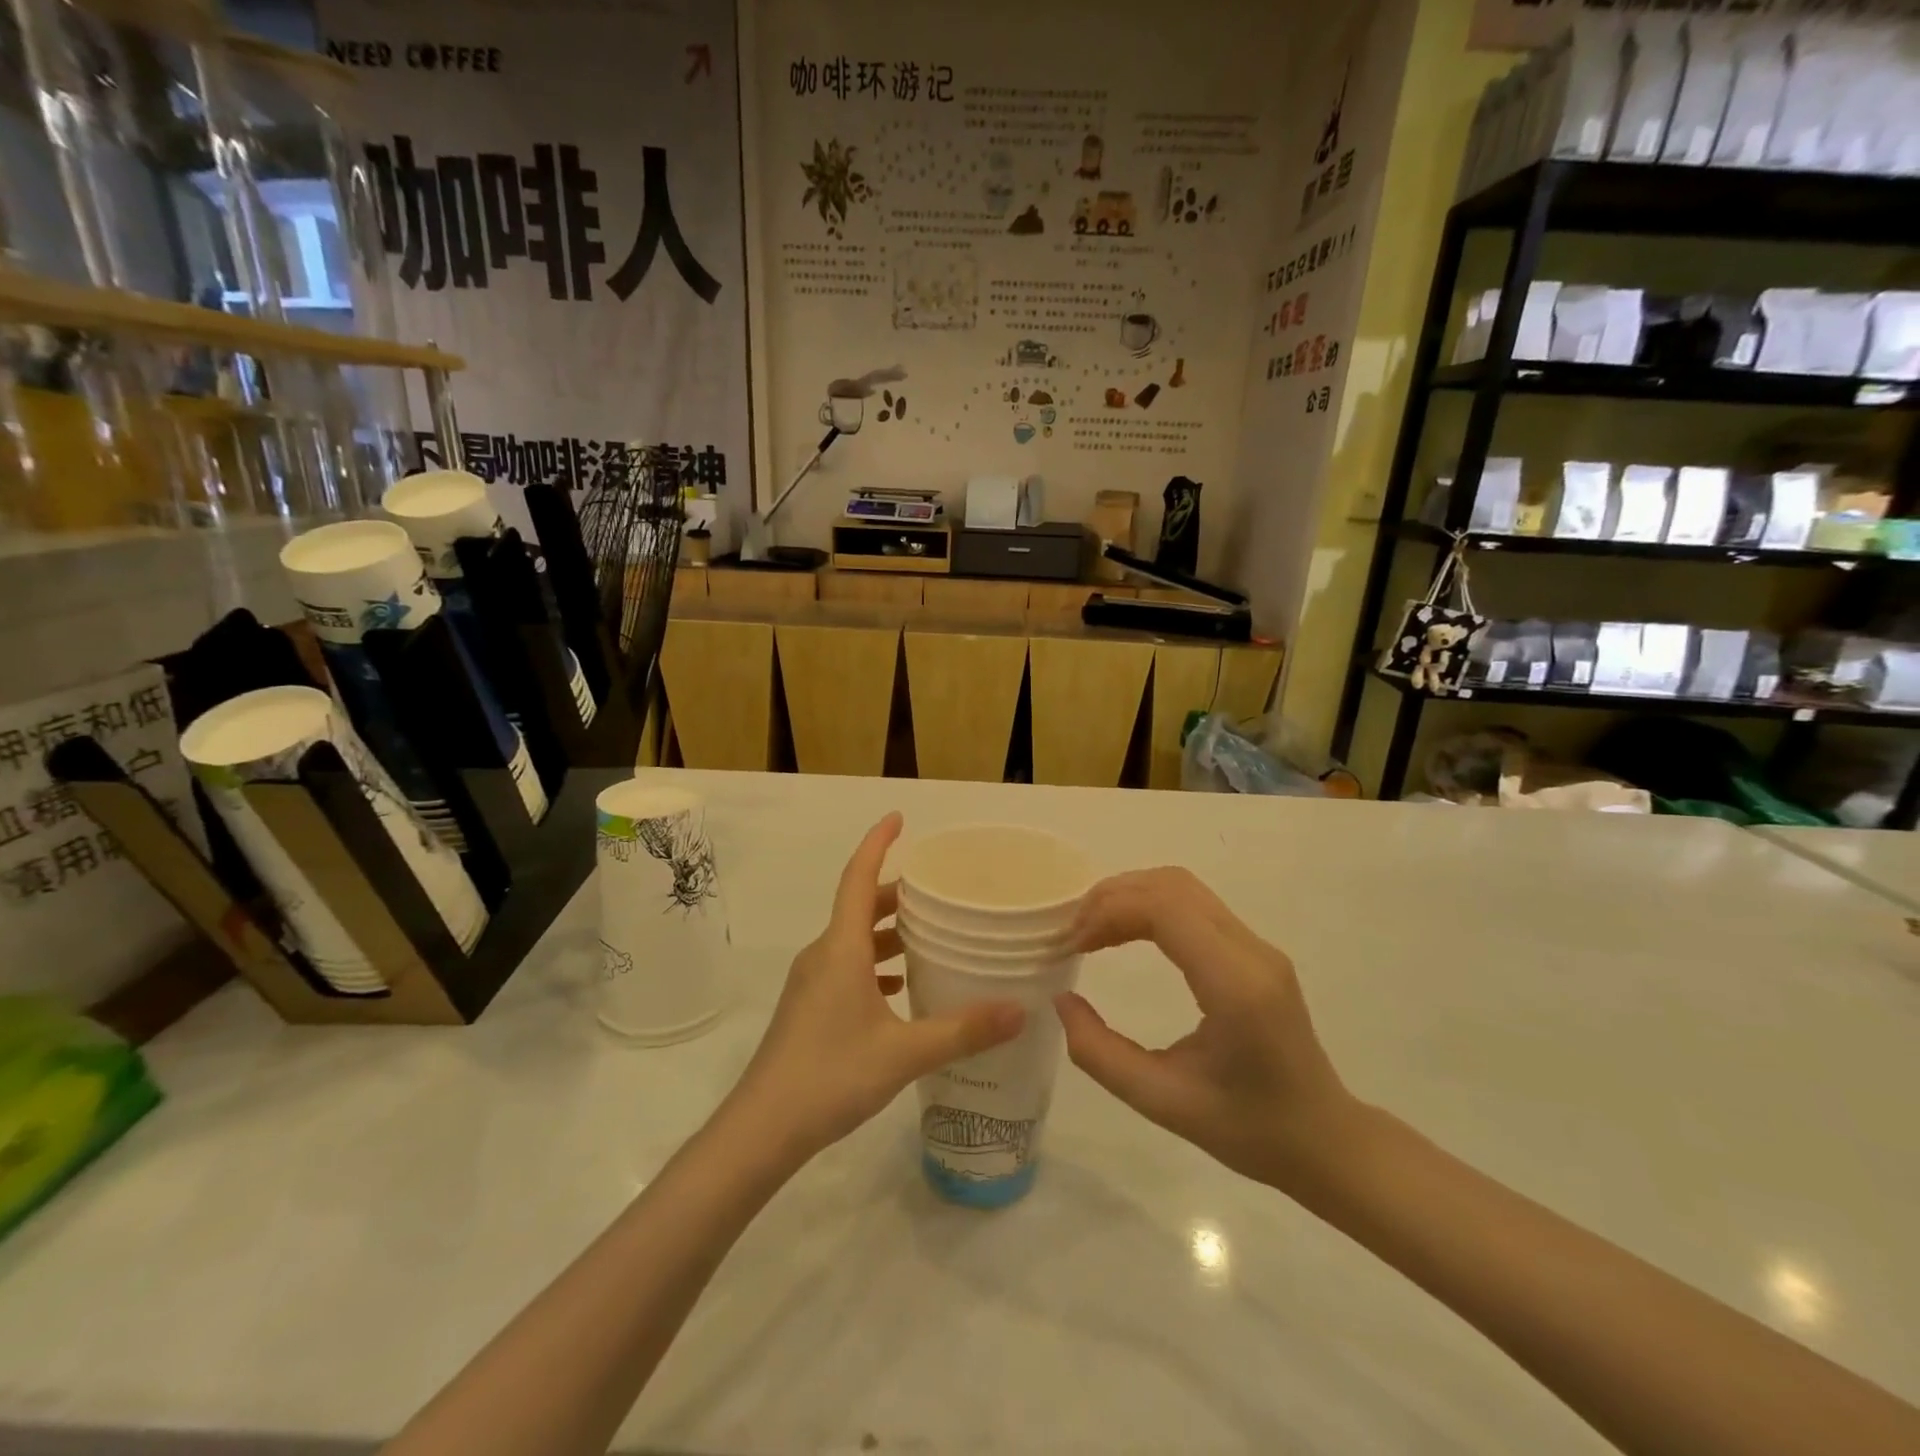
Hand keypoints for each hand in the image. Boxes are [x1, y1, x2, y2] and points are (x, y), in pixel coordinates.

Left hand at [729, 813, 1025, 1162]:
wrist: (761, 1130)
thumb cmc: (829, 1076)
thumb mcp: (903, 1054)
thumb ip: (962, 1031)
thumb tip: (1020, 1010)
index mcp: (841, 948)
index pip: (858, 877)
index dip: (877, 843)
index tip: (899, 818)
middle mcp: (824, 955)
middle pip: (860, 905)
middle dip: (897, 892)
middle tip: (939, 889)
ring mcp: (812, 982)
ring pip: (854, 939)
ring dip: (888, 930)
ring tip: (931, 934)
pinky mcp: (810, 1008)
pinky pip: (848, 967)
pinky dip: (877, 964)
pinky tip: (903, 988)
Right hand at [1054, 868, 1356, 1192]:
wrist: (1325, 1140)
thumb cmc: (1248, 1130)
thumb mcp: (1162, 1103)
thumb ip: (1101, 1054)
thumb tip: (1062, 999)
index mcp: (1235, 986)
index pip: (1166, 909)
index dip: (1109, 912)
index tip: (1072, 945)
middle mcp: (1251, 952)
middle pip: (1172, 886)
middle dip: (1113, 897)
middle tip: (1073, 933)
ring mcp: (1258, 947)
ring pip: (1183, 888)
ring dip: (1130, 897)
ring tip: (1092, 932)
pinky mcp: (1255, 951)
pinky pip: (1195, 906)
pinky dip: (1150, 908)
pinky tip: (1125, 936)